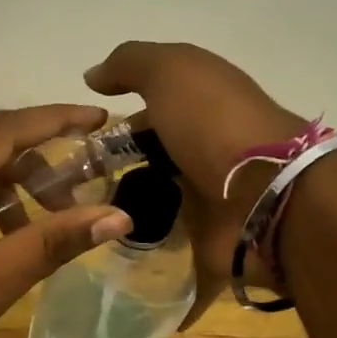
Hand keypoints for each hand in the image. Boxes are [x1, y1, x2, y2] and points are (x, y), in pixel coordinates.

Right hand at [85, 42, 306, 324]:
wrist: (268, 194)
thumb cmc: (215, 123)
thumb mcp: (172, 71)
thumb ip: (131, 64)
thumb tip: (93, 75)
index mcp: (202, 109)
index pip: (150, 112)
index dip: (115, 123)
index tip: (79, 145)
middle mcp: (207, 152)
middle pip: (152, 162)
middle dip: (114, 175)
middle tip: (68, 194)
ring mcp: (212, 202)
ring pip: (158, 211)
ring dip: (126, 220)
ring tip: (79, 230)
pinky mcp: (211, 248)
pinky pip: (175, 261)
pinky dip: (152, 270)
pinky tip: (113, 273)